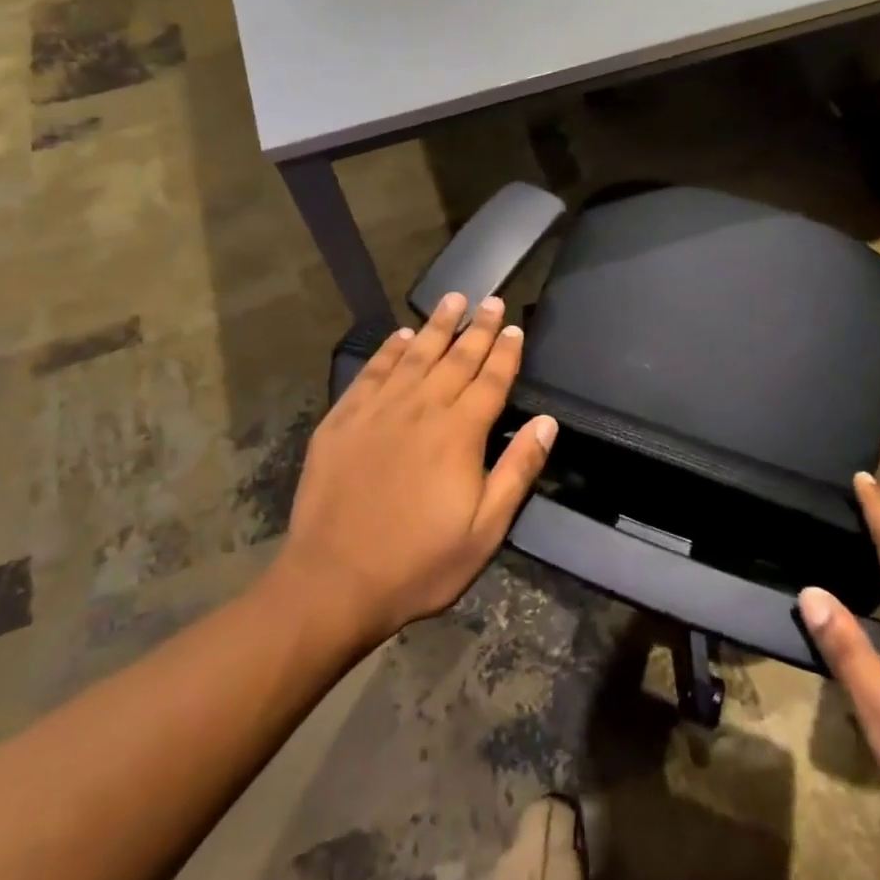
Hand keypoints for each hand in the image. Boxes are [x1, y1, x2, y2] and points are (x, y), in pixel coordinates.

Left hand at [277, 292, 557, 647]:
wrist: (333, 581)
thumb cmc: (419, 564)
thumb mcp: (485, 531)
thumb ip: (517, 471)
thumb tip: (546, 422)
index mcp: (459, 434)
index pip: (491, 381)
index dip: (506, 352)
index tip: (515, 328)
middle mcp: (421, 409)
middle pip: (456, 358)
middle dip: (478, 328)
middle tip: (491, 300)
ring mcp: (378, 411)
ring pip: (414, 355)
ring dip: (436, 325)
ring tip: (452, 298)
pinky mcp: (343, 420)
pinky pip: (372, 372)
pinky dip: (389, 351)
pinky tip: (400, 337)